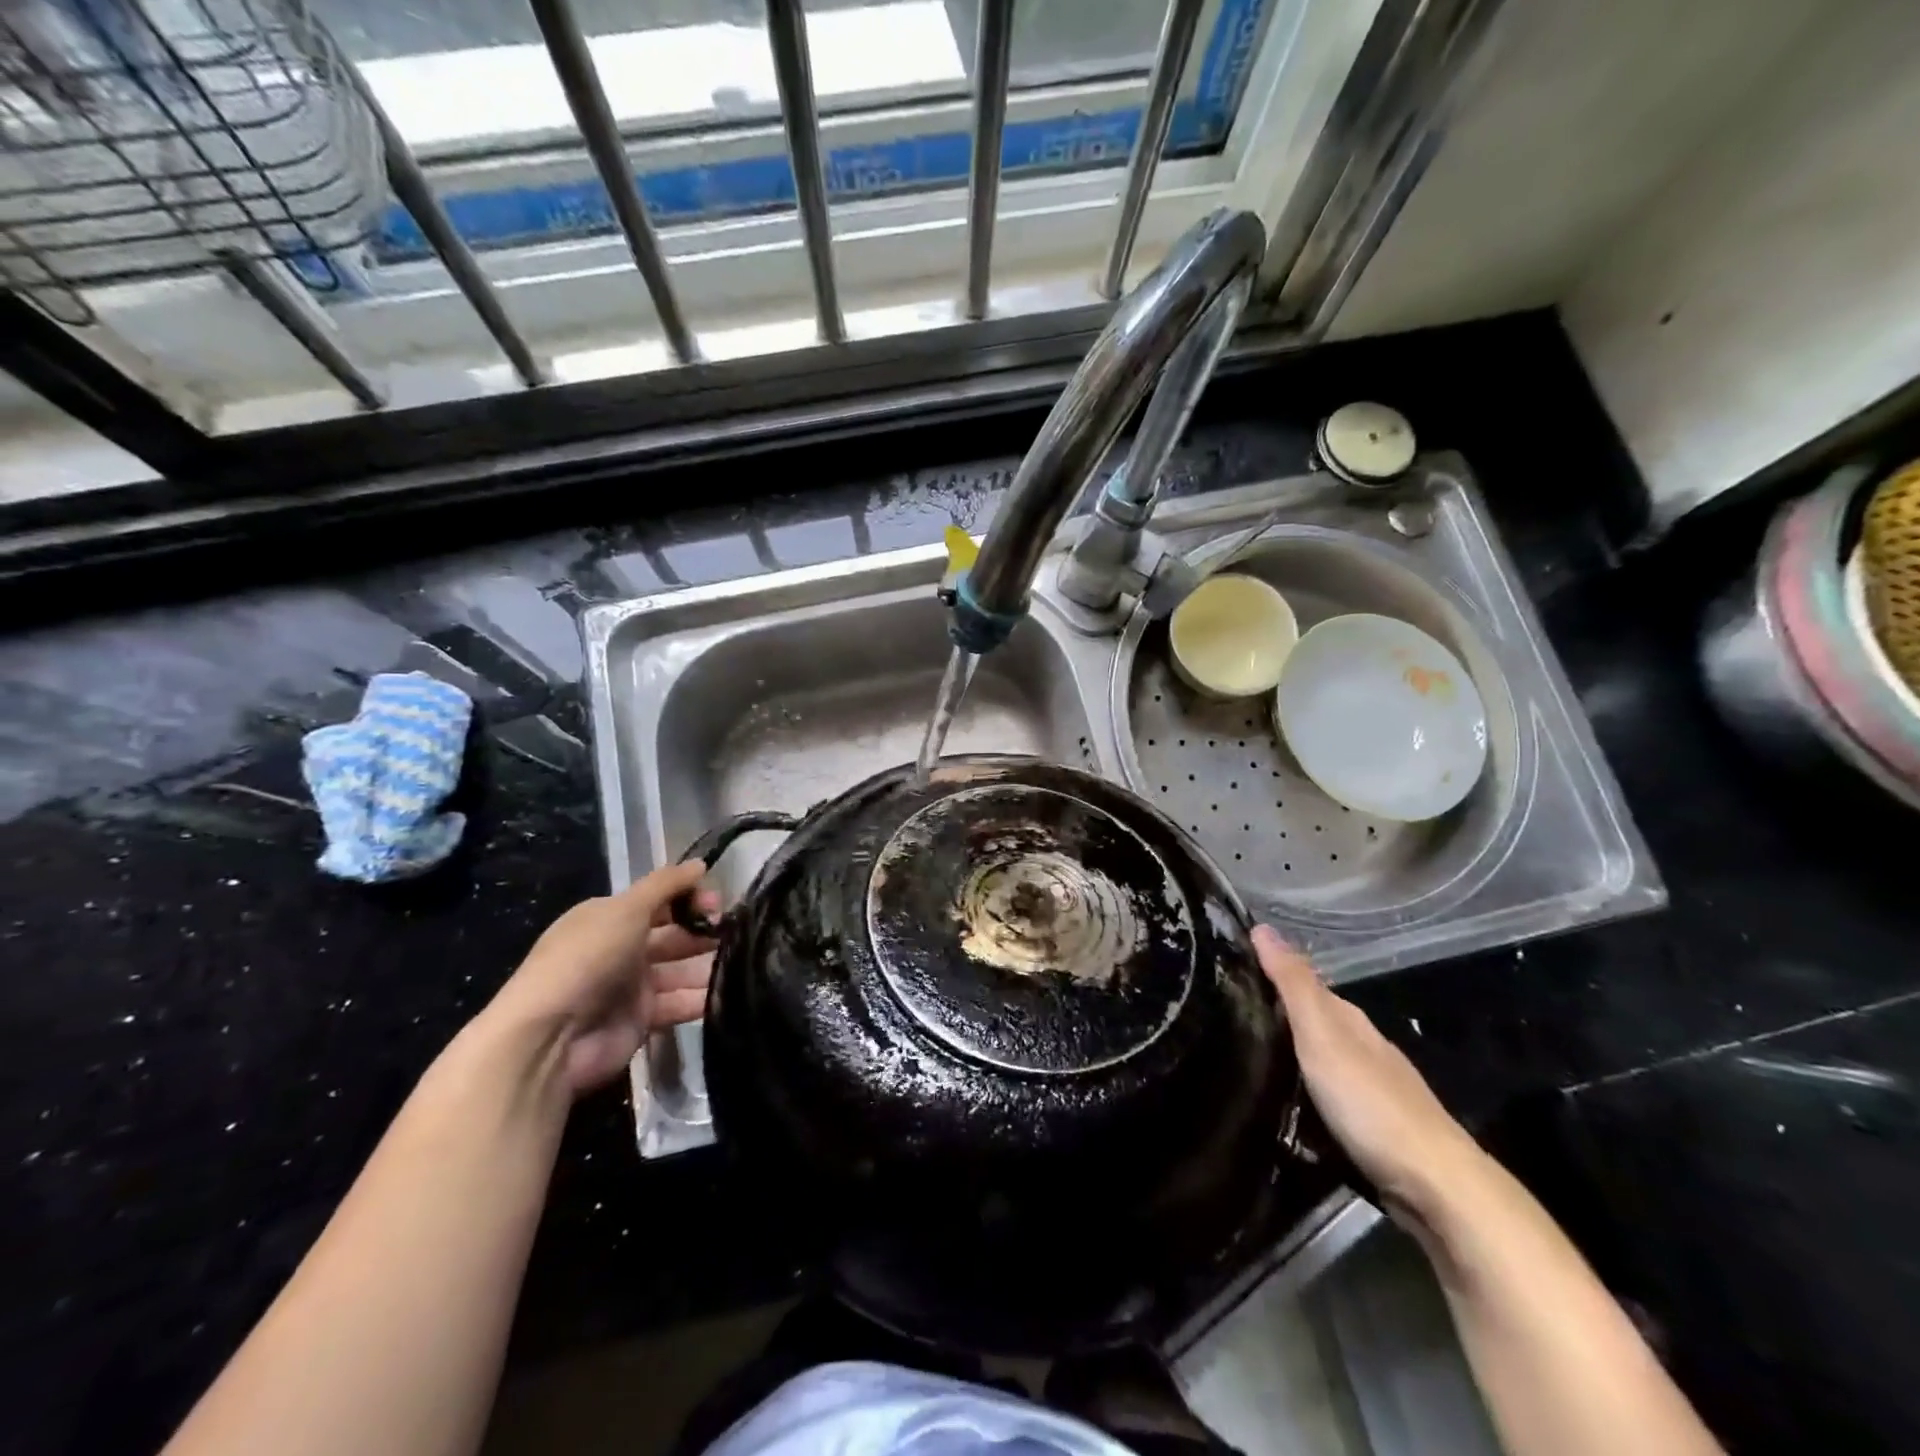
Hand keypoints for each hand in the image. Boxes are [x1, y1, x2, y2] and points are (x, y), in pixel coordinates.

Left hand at [480, 862, 718, 1094]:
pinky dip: (701, 998)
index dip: (689, 898)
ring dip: (708, 965)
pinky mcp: (642, 1021)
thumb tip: (700, 864)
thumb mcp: (626, 909)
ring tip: (743, 962)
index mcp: (610, 918)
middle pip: (673, 935)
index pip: (659, 901)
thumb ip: (667, 885)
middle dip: (703, 931)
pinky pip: (679, 1004)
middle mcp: (621, 949)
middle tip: (736, 933)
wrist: (551, 1038)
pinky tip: (730, 991)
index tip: (718, 904)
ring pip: (680, 970)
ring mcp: (631, 988)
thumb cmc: (588, 959)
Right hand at [1252, 925, 1489, 1232]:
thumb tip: (1262, 926)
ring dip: (1284, 1056)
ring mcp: (1368, 1090)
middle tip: (1220, 1013)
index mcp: (1348, 1020)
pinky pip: (1322, 1096)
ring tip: (1237, 1056)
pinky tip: (1279, 1102)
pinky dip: (1299, 1091)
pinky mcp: (1368, 1128)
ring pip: (1316, 1060)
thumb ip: (1293, 985)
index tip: (1226, 969)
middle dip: (1272, 1016)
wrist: (1435, 1186)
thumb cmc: (1370, 1102)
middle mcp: (1361, 1048)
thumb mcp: (1322, 1036)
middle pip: (1310, 1022)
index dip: (1268, 973)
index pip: (1302, 983)